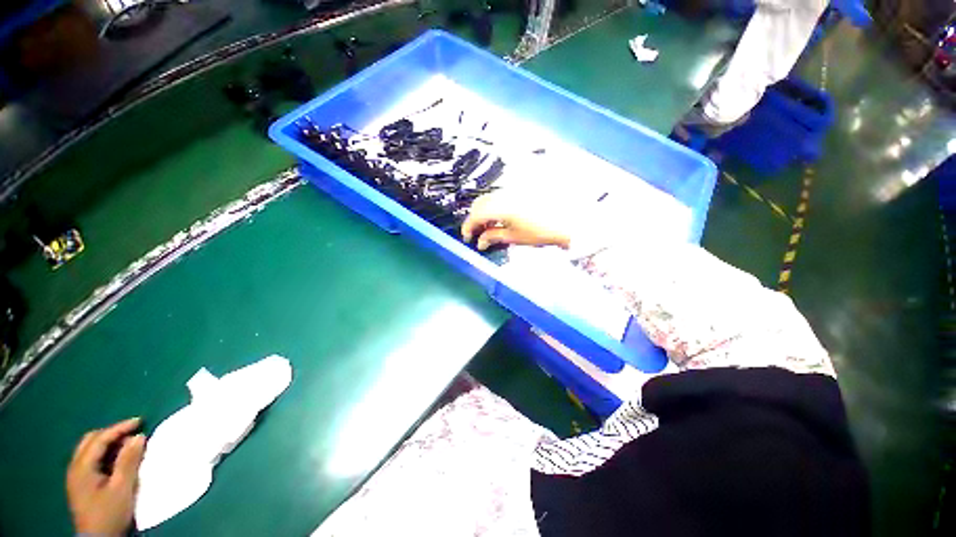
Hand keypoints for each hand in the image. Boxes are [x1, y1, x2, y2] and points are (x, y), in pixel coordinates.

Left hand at [66, 417, 145, 535]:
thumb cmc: (110, 513)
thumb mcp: (122, 488)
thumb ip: (128, 461)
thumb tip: (138, 436)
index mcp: (82, 467)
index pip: (100, 439)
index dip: (120, 428)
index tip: (140, 421)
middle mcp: (75, 467)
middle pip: (91, 441)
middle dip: (112, 433)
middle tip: (133, 432)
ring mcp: (76, 477)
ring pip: (90, 450)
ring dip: (109, 444)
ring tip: (128, 445)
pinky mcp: (81, 484)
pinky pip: (92, 460)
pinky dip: (105, 454)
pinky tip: (117, 460)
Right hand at [461, 193, 571, 250]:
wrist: (566, 221)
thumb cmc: (540, 232)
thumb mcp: (514, 237)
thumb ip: (493, 237)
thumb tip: (480, 242)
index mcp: (501, 207)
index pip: (476, 214)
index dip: (468, 226)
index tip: (467, 238)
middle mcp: (503, 195)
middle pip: (480, 204)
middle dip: (474, 219)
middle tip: (476, 234)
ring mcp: (511, 191)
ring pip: (489, 199)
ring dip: (483, 213)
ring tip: (488, 229)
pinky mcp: (518, 192)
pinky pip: (499, 198)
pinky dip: (493, 208)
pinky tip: (499, 220)